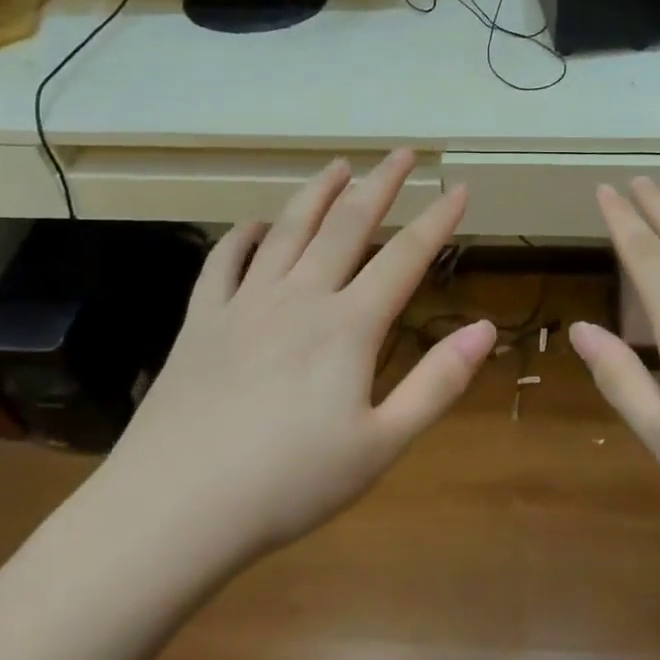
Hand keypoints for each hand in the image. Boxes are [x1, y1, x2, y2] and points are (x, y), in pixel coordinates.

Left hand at [105, 150, 495, 561]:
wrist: (176, 507)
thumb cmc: (289, 484)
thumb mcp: (381, 445)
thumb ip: (437, 383)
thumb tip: (483, 329)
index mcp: (348, 327)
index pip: (404, 258)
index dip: (437, 220)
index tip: (458, 189)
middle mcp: (299, 298)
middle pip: (346, 226)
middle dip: (379, 184)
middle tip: (401, 153)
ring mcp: (244, 304)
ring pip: (287, 230)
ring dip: (316, 193)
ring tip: (338, 166)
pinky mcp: (201, 321)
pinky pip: (223, 262)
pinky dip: (242, 236)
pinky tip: (254, 226)